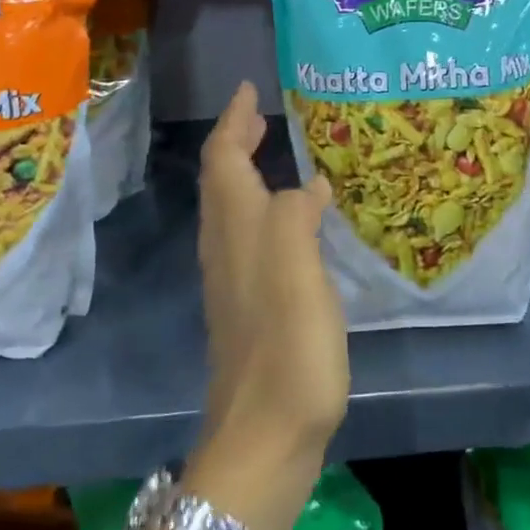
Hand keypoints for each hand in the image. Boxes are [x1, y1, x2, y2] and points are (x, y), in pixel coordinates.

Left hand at [189, 82, 345, 529]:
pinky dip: (262, 207)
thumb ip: (296, 216)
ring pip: (232, 209)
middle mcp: (227, 249)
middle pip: (222, 181)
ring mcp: (234, 282)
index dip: (234, 121)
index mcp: (237, 231)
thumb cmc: (287, 348)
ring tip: (275, 153)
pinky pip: (250, 236)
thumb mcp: (297, 270)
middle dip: (236, 142)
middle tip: (261, 115)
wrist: (264, 440)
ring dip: (246, 172)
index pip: (224, 159)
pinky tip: (290, 220)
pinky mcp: (249, 308)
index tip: (249, 90)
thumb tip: (307, 185)